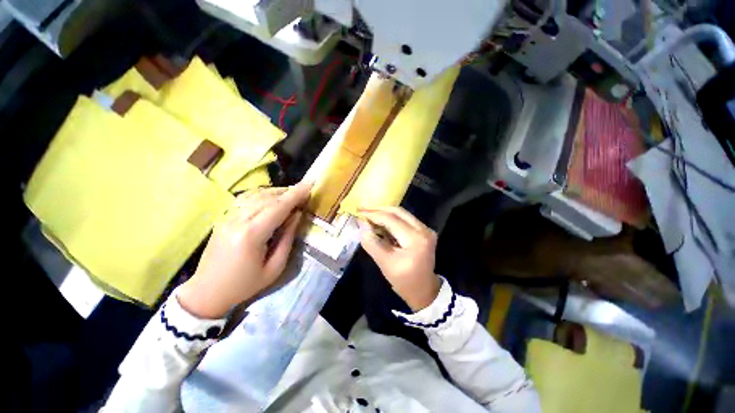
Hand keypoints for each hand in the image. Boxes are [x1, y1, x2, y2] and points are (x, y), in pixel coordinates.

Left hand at [177, 182, 311, 318]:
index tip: (310, 184)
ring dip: (276, 191)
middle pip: (268, 198)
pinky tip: (271, 197)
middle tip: (304, 191)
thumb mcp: (275, 267)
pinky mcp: (223, 218)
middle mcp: (237, 220)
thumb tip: (297, 215)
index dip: (296, 194)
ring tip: (291, 194)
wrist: (207, 292)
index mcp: (251, 235)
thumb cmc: (245, 285)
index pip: (278, 207)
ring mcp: (227, 217)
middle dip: (289, 192)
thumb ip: (287, 238)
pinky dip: (262, 194)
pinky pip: (245, 199)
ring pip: (255, 195)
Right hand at [358, 207, 440, 311]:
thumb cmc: (404, 281)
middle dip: (379, 210)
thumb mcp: (385, 263)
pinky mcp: (424, 231)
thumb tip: (361, 225)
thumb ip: (372, 243)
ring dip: (385, 213)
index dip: (373, 214)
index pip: (391, 219)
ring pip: (402, 214)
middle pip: (398, 212)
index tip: (359, 212)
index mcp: (415, 239)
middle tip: (363, 210)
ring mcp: (426, 229)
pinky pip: (406, 219)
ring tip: (369, 215)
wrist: (424, 290)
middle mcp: (424, 229)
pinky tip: (381, 222)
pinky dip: (392, 219)